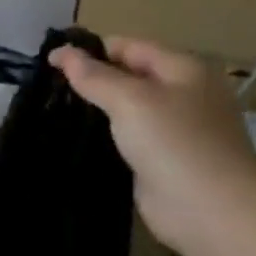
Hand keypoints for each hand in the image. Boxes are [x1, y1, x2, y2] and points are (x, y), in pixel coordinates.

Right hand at [49, 37, 255, 253]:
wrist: (209, 208)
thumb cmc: (174, 142)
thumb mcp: (130, 99)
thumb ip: (93, 75)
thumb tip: (61, 52)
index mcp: (183, 69)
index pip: (129, 46)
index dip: (90, 50)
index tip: (48, 63)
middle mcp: (181, 93)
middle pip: (127, 75)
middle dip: (90, 79)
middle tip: (46, 88)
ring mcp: (173, 128)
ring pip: (124, 108)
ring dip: (94, 109)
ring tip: (52, 111)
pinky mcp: (160, 158)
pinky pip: (125, 137)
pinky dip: (102, 135)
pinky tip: (74, 139)